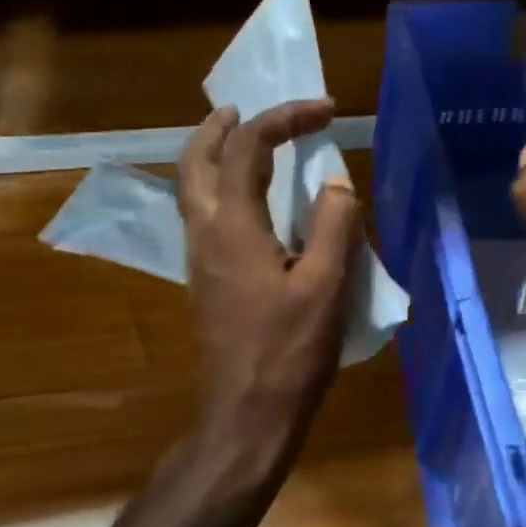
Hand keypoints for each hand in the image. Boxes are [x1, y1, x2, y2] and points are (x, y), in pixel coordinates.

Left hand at [177, 99, 358, 483]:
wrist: (245, 416)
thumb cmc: (288, 353)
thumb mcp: (325, 287)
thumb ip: (333, 225)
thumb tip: (335, 180)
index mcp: (233, 226)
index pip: (247, 148)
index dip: (284, 118)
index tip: (325, 111)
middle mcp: (205, 233)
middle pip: (194, 160)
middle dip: (219, 127)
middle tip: (246, 110)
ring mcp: (199, 258)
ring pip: (190, 188)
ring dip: (211, 154)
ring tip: (244, 143)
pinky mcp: (205, 280)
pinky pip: (201, 214)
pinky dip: (217, 187)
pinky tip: (250, 202)